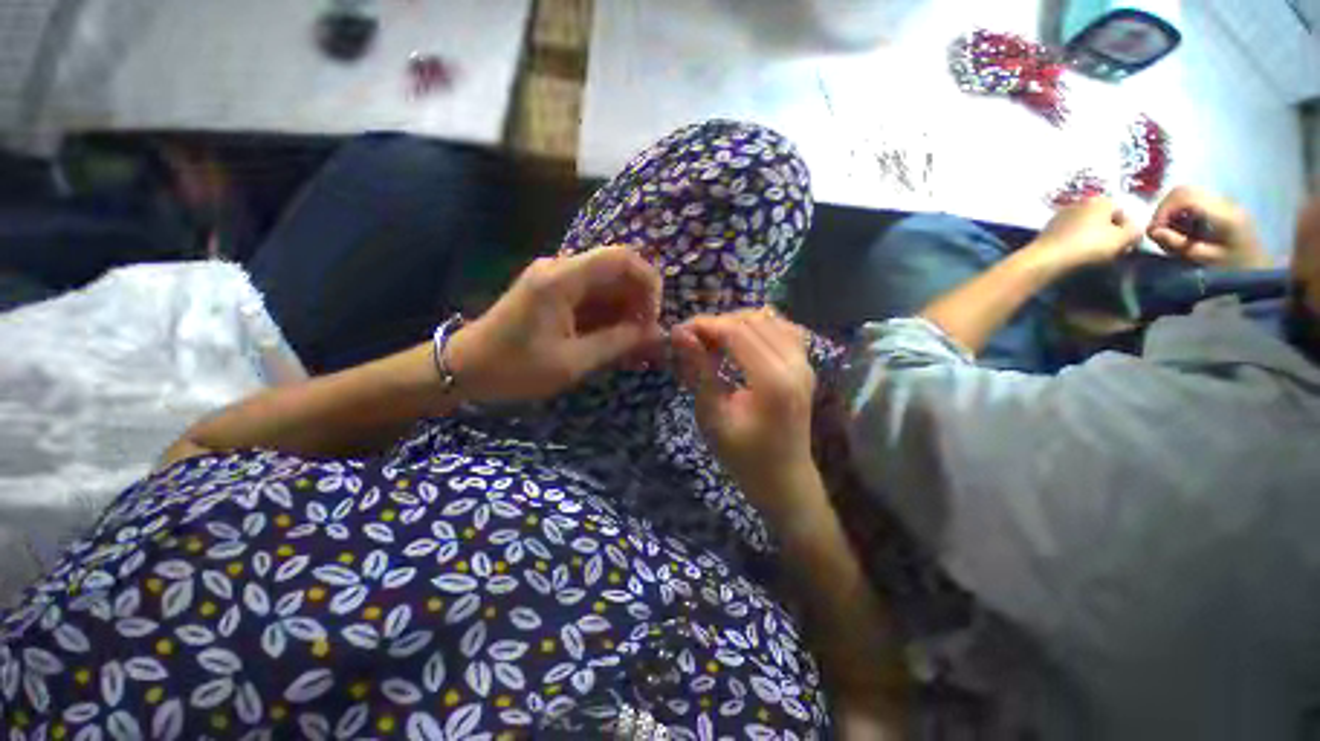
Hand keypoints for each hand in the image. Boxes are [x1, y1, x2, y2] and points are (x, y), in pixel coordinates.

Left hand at [447, 245, 664, 402]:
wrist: (464, 368)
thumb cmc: (514, 368)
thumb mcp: (572, 362)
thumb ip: (618, 343)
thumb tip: (655, 334)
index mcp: (562, 279)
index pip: (622, 258)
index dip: (648, 283)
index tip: (653, 318)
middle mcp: (561, 268)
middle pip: (618, 270)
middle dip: (639, 303)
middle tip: (646, 339)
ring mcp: (557, 278)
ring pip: (609, 285)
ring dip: (627, 313)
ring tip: (634, 347)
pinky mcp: (555, 292)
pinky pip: (594, 297)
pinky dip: (611, 318)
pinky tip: (617, 343)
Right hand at [672, 309, 822, 523]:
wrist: (784, 479)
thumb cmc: (743, 456)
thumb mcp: (712, 416)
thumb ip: (699, 370)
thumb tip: (680, 333)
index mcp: (773, 381)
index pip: (737, 332)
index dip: (705, 325)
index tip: (679, 331)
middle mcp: (795, 364)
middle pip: (753, 321)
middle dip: (718, 323)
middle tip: (692, 339)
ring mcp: (805, 363)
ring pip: (769, 320)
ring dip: (737, 323)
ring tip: (714, 340)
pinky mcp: (805, 365)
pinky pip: (783, 329)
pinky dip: (758, 327)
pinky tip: (741, 341)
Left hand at [1032, 197, 1141, 269]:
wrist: (1044, 260)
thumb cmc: (1088, 247)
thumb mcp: (1122, 239)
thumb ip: (1135, 231)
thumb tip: (1135, 228)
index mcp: (1099, 200)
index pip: (1122, 212)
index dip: (1127, 230)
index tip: (1125, 247)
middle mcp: (1079, 203)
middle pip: (1102, 219)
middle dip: (1109, 235)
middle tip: (1111, 253)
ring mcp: (1059, 216)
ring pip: (1085, 228)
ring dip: (1091, 240)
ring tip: (1093, 258)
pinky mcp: (1046, 231)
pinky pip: (1068, 237)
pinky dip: (1074, 245)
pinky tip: (1074, 258)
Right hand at [1147, 186, 1270, 268]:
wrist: (1260, 266)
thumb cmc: (1233, 268)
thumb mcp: (1204, 259)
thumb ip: (1178, 244)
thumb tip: (1153, 231)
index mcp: (1223, 214)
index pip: (1184, 197)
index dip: (1163, 211)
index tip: (1155, 231)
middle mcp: (1224, 201)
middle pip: (1183, 191)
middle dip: (1164, 209)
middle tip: (1159, 230)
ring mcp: (1224, 201)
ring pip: (1186, 193)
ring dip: (1171, 210)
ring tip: (1171, 231)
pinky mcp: (1221, 205)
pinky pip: (1193, 199)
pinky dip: (1180, 211)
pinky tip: (1183, 227)